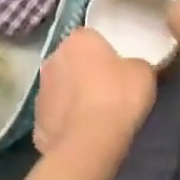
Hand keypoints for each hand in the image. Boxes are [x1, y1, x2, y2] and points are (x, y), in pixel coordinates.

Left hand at [33, 28, 155, 155]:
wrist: (89, 141)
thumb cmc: (118, 96)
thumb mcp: (144, 72)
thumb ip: (136, 64)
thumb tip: (131, 68)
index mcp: (78, 39)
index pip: (92, 38)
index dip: (106, 53)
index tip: (118, 69)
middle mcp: (53, 58)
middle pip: (72, 61)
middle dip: (86, 72)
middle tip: (108, 90)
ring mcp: (41, 89)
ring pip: (61, 88)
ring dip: (73, 97)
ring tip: (95, 116)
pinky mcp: (36, 120)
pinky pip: (56, 115)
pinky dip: (66, 122)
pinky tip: (83, 134)